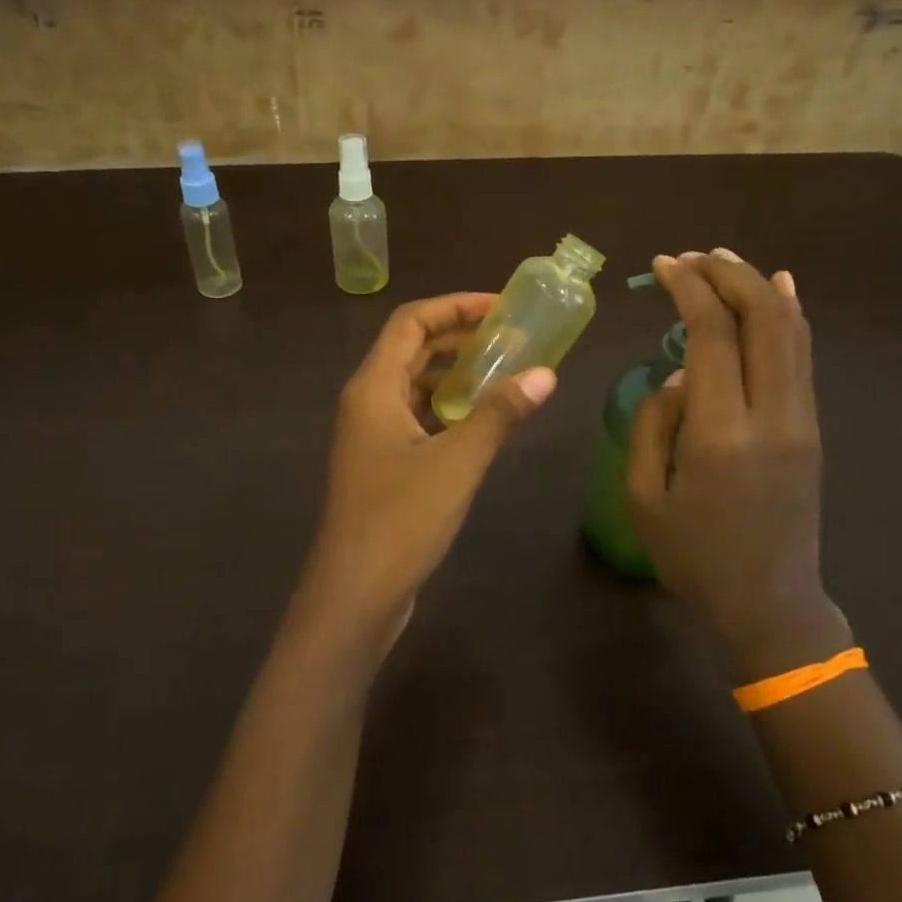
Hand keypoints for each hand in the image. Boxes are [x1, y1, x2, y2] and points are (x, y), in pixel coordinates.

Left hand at [296, 294, 555, 654]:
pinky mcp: (381, 464)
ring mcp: (370, 435)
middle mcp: (366, 402)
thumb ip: (499, 415)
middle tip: (510, 337)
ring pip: (413, 384)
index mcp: (373, 387)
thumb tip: (546, 374)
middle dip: (458, 337)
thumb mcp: (457, 462)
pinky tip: (480, 421)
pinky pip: (415, 416)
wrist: (354, 594)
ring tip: (503, 372)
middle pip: (410, 349)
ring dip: (453, 373)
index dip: (455, 306)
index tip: (501, 307)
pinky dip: (446, 407)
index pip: (411, 322)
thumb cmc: (400, 520)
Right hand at [627, 250, 850, 681]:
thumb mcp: (646, 496)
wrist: (770, 604)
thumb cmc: (694, 558)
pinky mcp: (813, 427)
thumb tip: (679, 372)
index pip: (712, 334)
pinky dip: (787, 314)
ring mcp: (802, 419)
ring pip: (790, 329)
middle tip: (690, 257)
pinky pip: (802, 355)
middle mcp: (772, 414)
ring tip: (723, 261)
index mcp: (721, 434)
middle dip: (726, 274)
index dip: (688, 288)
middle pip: (762, 316)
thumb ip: (655, 423)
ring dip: (757, 286)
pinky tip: (775, 288)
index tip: (663, 265)